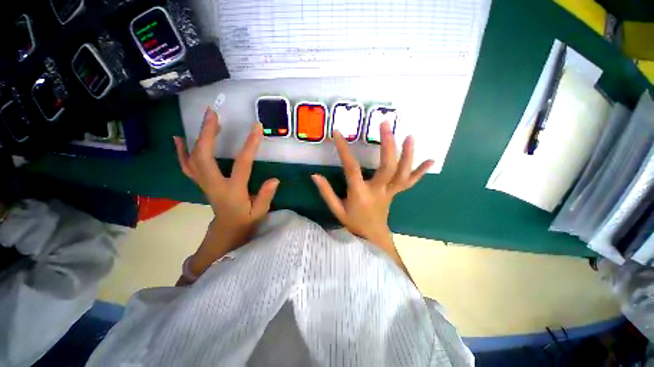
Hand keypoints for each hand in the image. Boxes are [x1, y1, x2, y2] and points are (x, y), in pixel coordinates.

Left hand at [174, 107, 278, 263]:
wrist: (225, 231)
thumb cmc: (245, 222)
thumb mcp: (260, 212)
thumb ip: (266, 196)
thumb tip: (274, 179)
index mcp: (232, 191)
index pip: (241, 164)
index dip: (249, 145)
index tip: (256, 128)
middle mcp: (214, 185)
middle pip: (204, 156)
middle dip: (208, 133)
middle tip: (213, 114)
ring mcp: (204, 183)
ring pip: (194, 158)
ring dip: (198, 136)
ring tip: (205, 119)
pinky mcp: (201, 183)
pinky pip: (187, 166)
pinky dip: (181, 151)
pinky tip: (179, 139)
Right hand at [312, 122, 432, 267]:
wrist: (372, 237)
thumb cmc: (353, 223)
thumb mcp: (336, 209)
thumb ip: (326, 192)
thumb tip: (314, 175)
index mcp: (360, 194)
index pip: (351, 168)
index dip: (344, 150)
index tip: (337, 133)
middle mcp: (378, 190)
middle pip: (386, 166)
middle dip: (387, 144)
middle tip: (385, 124)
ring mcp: (390, 192)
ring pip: (402, 172)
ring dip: (407, 154)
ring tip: (409, 136)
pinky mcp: (396, 193)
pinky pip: (410, 182)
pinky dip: (420, 172)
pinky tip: (431, 160)